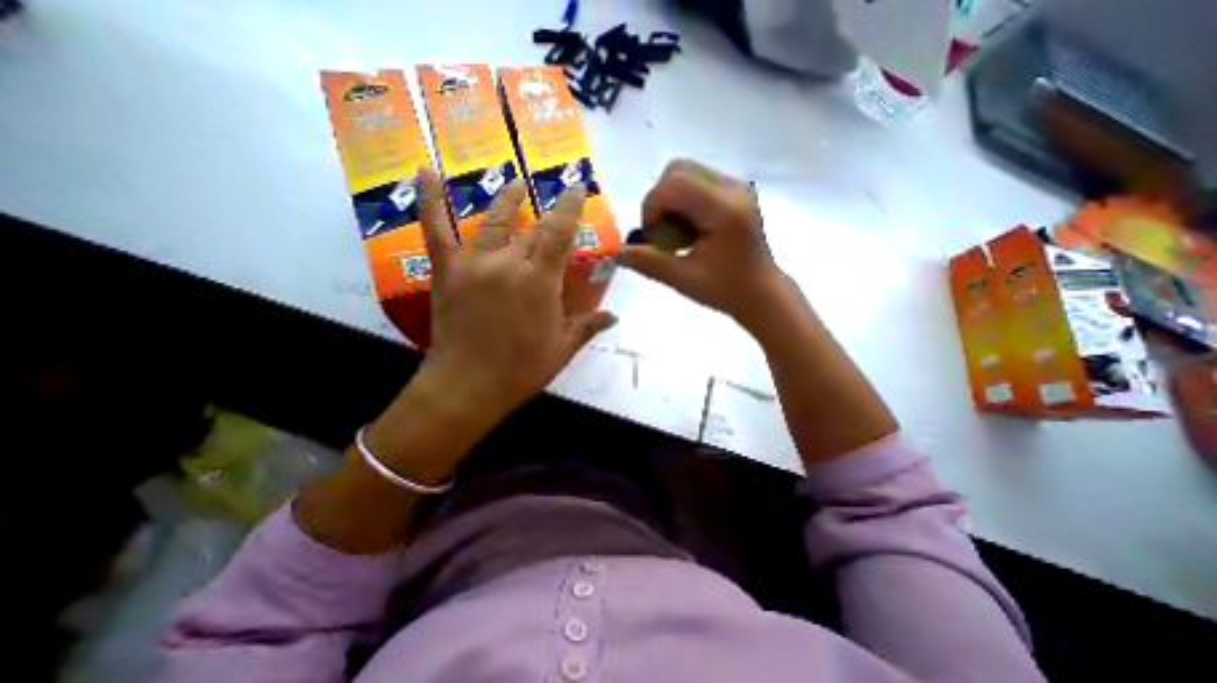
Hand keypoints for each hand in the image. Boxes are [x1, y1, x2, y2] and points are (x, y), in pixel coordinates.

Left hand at [413, 169, 618, 423]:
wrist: (468, 387)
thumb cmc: (521, 369)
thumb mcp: (562, 348)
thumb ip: (589, 326)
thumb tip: (614, 316)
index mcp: (540, 282)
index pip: (560, 233)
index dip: (570, 206)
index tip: (577, 187)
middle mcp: (509, 263)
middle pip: (533, 228)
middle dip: (548, 212)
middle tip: (555, 196)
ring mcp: (475, 263)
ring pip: (493, 220)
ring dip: (507, 198)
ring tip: (516, 183)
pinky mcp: (447, 270)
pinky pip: (436, 229)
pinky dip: (430, 199)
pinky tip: (426, 171)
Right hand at [618, 159, 789, 329]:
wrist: (761, 293)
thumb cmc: (726, 290)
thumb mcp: (683, 280)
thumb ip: (649, 263)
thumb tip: (617, 254)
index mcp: (723, 210)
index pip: (674, 184)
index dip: (652, 208)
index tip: (654, 238)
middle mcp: (732, 188)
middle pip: (678, 170)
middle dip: (659, 201)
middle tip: (662, 233)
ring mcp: (736, 187)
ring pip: (686, 173)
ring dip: (670, 201)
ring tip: (676, 233)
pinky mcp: (735, 192)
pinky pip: (697, 182)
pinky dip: (682, 202)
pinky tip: (689, 229)